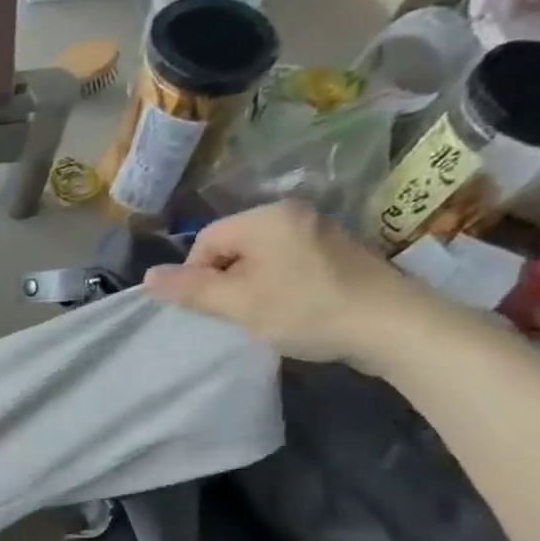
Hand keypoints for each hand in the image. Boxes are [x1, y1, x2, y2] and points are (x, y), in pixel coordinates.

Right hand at [141, 200, 441, 364]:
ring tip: (262, 316)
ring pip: (259, 258)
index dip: (197, 276)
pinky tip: (290, 310)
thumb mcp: (239, 304)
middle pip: (232, 247)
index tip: (211, 308)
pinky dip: (277, 286)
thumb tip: (148, 277)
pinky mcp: (337, 253)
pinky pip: (286, 263)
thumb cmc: (306, 310)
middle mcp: (292, 214)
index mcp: (266, 218)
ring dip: (249, 287)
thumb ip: (192, 290)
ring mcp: (319, 232)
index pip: (206, 240)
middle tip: (235, 314)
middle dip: (224, 281)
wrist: (392, 326)